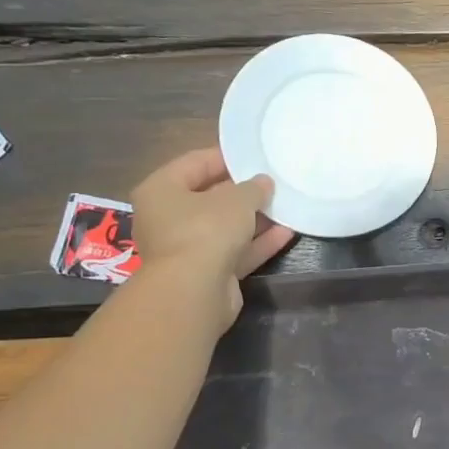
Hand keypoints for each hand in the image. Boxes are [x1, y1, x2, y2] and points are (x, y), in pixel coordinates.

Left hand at [131, 148, 294, 323]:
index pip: (194, 163)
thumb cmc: (205, 230)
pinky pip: (235, 252)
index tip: (254, 156)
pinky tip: (287, 233)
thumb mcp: (236, 200)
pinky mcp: (207, 273)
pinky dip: (258, 243)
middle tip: (273, 183)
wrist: (194, 292)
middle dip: (243, 193)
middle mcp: (168, 218)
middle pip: (210, 198)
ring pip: (225, 228)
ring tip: (286, 206)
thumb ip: (253, 188)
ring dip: (254, 219)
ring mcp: (187, 248)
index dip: (226, 158)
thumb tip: (263, 183)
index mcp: (161, 190)